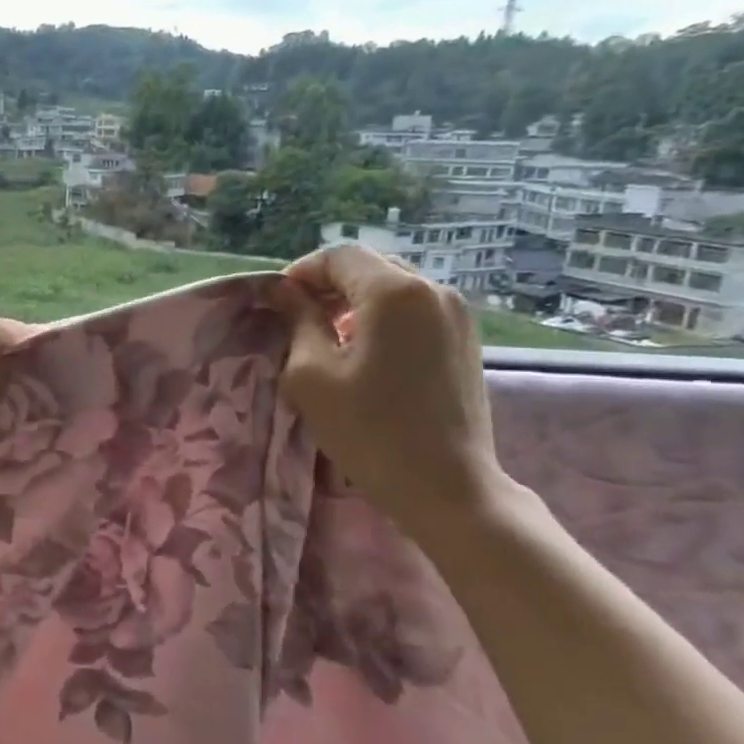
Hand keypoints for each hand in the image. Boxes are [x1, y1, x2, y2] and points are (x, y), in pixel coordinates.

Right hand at [275, 244, 511, 541]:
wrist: (447, 487)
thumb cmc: (369, 431)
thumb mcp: (312, 374)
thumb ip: (297, 321)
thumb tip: (282, 291)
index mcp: (394, 292)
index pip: (339, 256)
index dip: (301, 273)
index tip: (277, 304)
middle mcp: (433, 291)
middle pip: (369, 266)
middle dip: (328, 285)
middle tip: (298, 320)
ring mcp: (457, 315)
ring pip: (393, 287)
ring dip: (355, 302)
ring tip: (329, 338)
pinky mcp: (466, 340)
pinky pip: (415, 309)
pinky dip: (382, 318)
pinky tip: (365, 353)